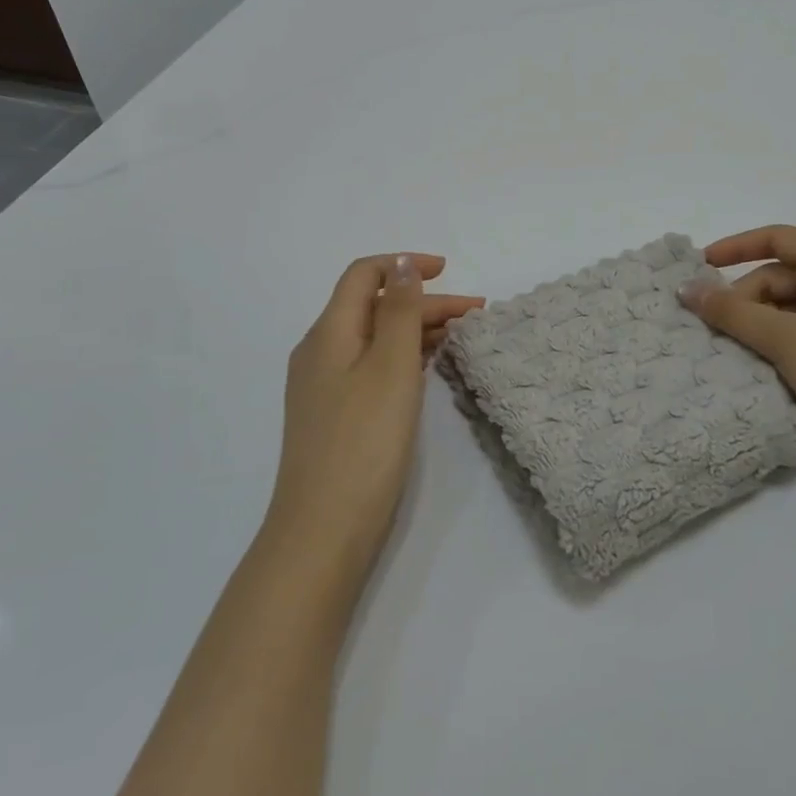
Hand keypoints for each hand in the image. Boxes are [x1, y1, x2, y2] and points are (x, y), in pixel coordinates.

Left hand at [266, 253, 483, 582]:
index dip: (405, 265)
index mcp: (328, 332)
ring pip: (375, 339)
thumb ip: (399, 311)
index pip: (363, 275)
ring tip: (462, 338)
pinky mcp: (335, 416)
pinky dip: (403, 359)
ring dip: (416, 330)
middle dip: (423, 302)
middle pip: (374, 307)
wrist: (324, 531)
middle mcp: (320, 352)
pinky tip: (430, 370)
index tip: (448, 272)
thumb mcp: (390, 366)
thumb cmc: (363, 442)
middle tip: (474, 315)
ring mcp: (324, 387)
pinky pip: (372, 368)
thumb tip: (402, 263)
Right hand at [680, 225, 795, 484]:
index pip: (779, 238)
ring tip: (735, 350)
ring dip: (758, 322)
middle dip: (744, 296)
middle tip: (717, 329)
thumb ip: (731, 312)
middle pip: (780, 275)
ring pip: (790, 305)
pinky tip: (761, 363)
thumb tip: (686, 289)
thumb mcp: (784, 339)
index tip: (701, 266)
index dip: (737, 246)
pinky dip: (777, 339)